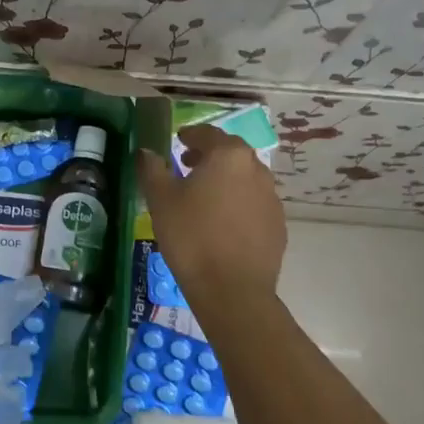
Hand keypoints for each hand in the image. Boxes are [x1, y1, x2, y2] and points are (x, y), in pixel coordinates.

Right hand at [137, 123, 286, 298]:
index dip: (191, 135)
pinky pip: (254, 203)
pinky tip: (221, 223)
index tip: (178, 140)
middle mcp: (256, 169)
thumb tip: (146, 151)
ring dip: (225, 180)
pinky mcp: (277, 225)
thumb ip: (152, 169)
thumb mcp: (161, 200)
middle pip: (230, 153)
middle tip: (187, 166)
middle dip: (209, 156)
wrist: (232, 290)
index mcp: (228, 156)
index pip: (208, 134)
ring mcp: (272, 198)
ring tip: (203, 197)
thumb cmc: (191, 236)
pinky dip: (237, 203)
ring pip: (245, 178)